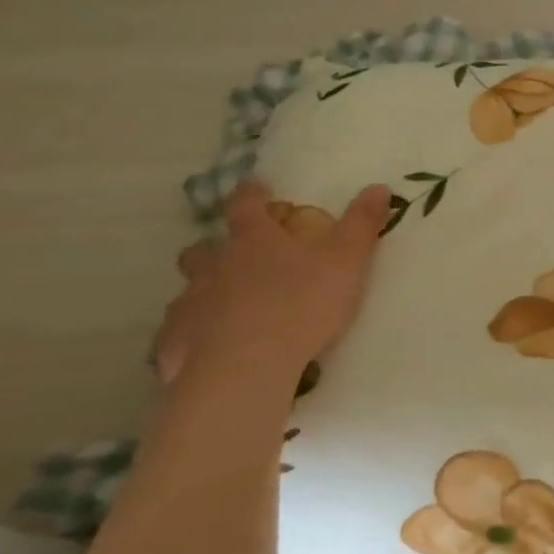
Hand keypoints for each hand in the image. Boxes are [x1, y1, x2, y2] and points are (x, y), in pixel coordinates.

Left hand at [154, 180, 389, 385]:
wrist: (246, 366)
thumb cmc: (302, 303)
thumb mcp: (347, 260)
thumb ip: (362, 224)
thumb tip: (378, 187)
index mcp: (254, 240)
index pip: (246, 205)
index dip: (251, 194)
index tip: (256, 187)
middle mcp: (214, 266)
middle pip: (204, 249)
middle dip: (216, 248)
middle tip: (236, 258)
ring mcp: (190, 305)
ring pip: (189, 291)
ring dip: (204, 293)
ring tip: (227, 309)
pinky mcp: (175, 344)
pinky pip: (180, 335)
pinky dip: (192, 337)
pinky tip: (208, 351)